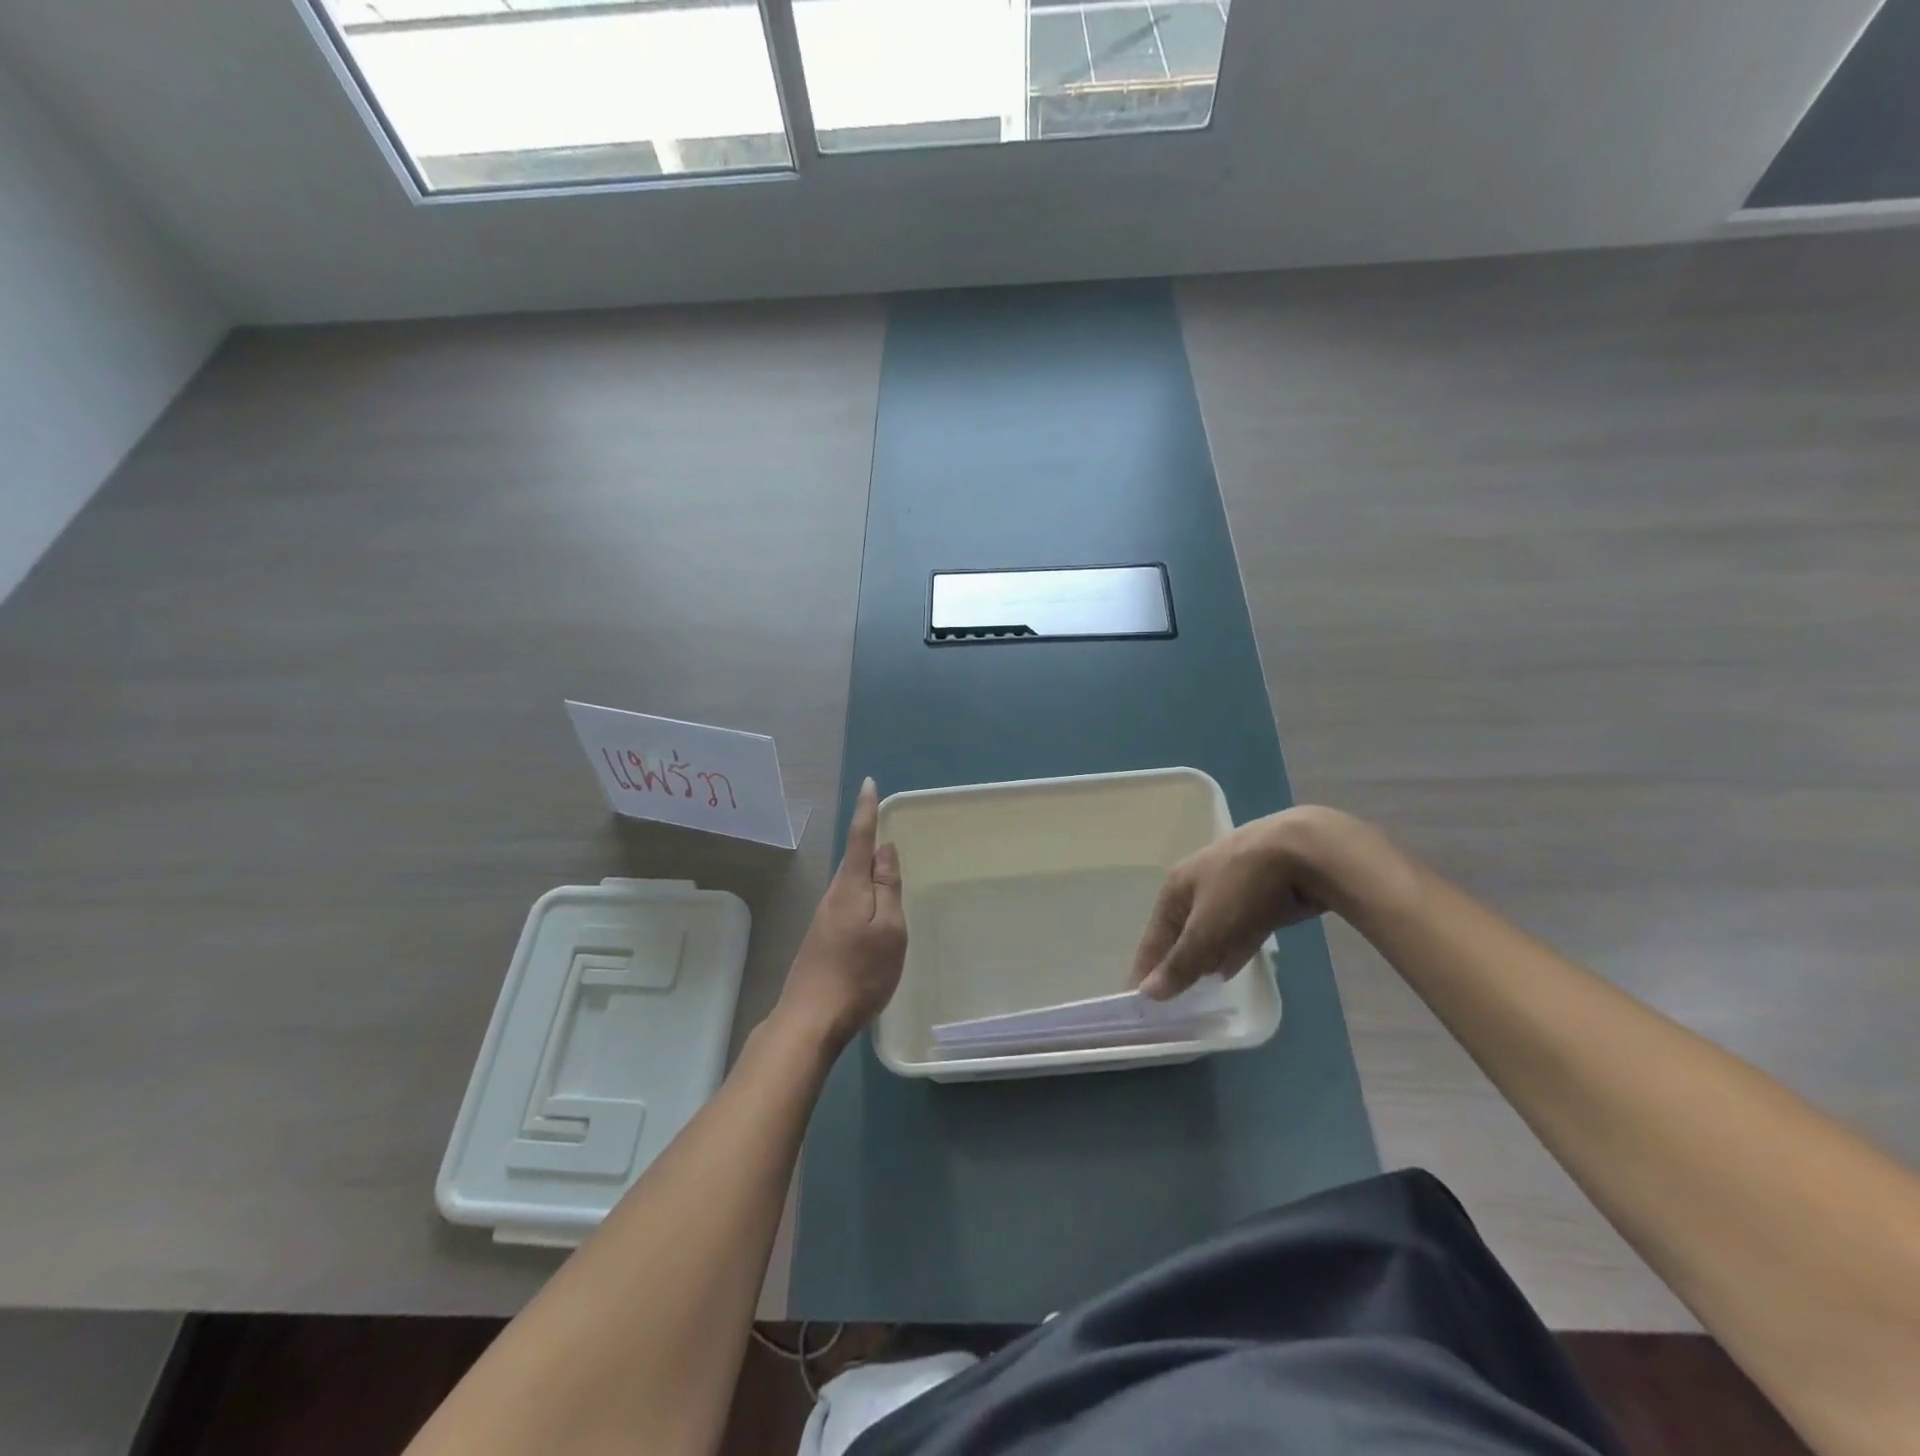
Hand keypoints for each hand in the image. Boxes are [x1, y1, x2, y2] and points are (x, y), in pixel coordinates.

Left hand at [776, 778, 906, 1048]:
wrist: (812, 1018)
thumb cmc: (860, 972)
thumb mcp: (889, 929)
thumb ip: (887, 888)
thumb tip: (885, 849)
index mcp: (851, 888)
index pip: (861, 839)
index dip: (867, 811)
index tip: (869, 784)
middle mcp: (834, 896)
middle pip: (853, 860)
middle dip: (867, 838)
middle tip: (881, 818)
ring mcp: (825, 919)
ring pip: (850, 883)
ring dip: (865, 869)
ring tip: (884, 864)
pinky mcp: (823, 939)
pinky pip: (848, 903)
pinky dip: (862, 894)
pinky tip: (871, 909)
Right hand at [1130, 806, 1375, 999]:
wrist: (1304, 853)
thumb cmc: (1242, 889)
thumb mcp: (1206, 931)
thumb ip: (1180, 964)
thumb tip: (1146, 993)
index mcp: (1175, 888)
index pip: (1153, 937)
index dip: (1146, 968)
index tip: (1140, 1002)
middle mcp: (1197, 885)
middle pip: (1180, 933)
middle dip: (1176, 964)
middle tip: (1172, 1003)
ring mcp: (1230, 888)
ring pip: (1210, 932)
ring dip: (1204, 959)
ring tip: (1198, 993)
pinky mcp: (1260, 896)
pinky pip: (1237, 930)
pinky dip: (1230, 949)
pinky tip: (1230, 969)